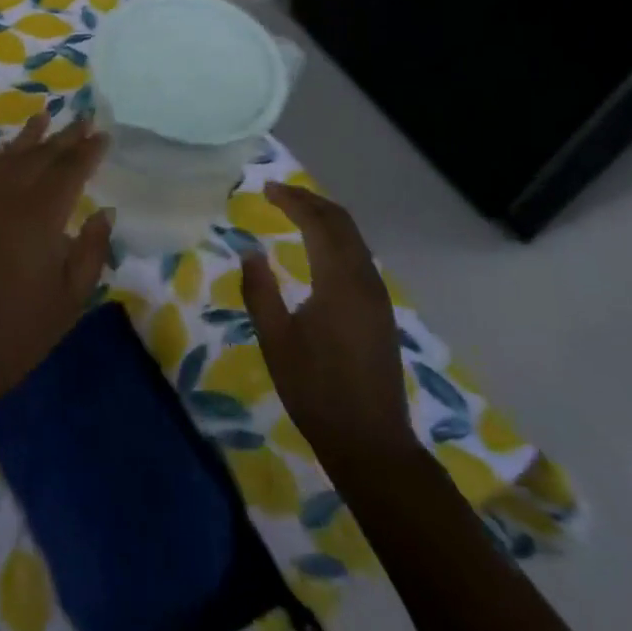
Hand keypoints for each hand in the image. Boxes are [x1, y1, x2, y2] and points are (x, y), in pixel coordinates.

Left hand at [0, 114, 111, 411]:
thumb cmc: (21, 331)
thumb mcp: (71, 297)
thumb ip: (91, 250)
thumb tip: (105, 212)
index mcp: (40, 215)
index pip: (69, 170)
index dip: (88, 151)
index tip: (104, 135)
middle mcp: (8, 198)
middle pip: (39, 156)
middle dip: (64, 137)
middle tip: (84, 120)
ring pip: (8, 157)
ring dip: (28, 137)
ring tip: (45, 117)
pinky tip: (7, 153)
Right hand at [240, 182, 417, 478]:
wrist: (370, 441)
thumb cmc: (315, 391)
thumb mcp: (276, 341)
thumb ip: (260, 292)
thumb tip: (251, 252)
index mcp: (339, 283)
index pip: (319, 224)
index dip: (294, 201)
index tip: (267, 189)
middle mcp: (365, 281)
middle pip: (343, 224)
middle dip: (312, 202)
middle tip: (279, 194)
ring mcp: (378, 296)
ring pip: (355, 240)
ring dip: (326, 218)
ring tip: (295, 212)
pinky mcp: (380, 311)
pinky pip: (359, 257)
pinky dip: (337, 239)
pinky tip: (319, 248)